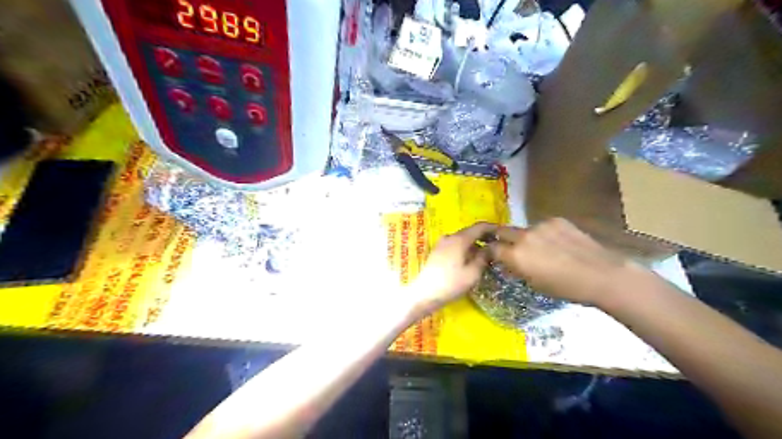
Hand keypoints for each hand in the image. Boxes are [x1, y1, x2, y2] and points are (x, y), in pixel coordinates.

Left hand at [412, 224, 497, 311]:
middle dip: (484, 237)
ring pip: (463, 239)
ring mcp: (442, 243)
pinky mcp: (438, 251)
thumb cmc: (451, 284)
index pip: (480, 227)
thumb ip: (483, 258)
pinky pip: (456, 245)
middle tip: (498, 245)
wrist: (424, 293)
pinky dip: (466, 249)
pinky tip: (472, 259)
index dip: (493, 228)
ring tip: (487, 254)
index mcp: (459, 239)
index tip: (504, 233)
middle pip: (470, 232)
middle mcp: (450, 237)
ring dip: (475, 244)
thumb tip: (491, 248)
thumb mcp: (473, 273)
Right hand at [491, 218, 637, 306]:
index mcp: (516, 256)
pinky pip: (542, 226)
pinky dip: (544, 234)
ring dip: (525, 237)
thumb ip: (516, 269)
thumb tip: (508, 262)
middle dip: (499, 238)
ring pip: (524, 229)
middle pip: (501, 231)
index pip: (491, 248)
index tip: (491, 255)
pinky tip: (557, 244)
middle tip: (505, 246)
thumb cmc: (565, 288)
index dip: (489, 252)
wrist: (602, 275)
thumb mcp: (534, 284)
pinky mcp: (557, 220)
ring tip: (540, 248)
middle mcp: (523, 237)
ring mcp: (540, 225)